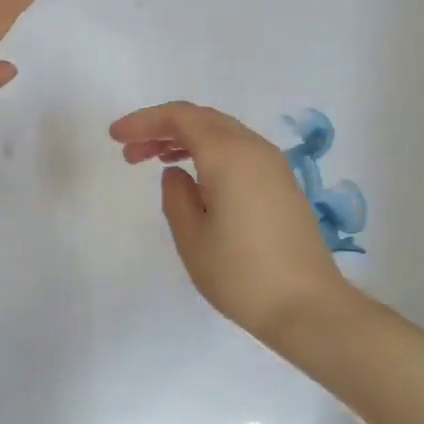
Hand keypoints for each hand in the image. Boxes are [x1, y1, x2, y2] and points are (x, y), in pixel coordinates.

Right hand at [110, 101, 359, 341]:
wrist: (308, 306)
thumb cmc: (241, 274)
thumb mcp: (192, 238)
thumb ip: (176, 196)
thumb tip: (177, 173)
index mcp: (229, 155)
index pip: (181, 118)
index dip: (145, 121)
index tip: (116, 136)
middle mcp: (254, 149)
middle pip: (203, 120)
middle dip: (163, 129)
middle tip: (130, 152)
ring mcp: (274, 165)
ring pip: (223, 134)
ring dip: (187, 140)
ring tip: (155, 161)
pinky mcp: (283, 184)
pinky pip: (240, 151)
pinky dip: (211, 153)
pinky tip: (194, 177)